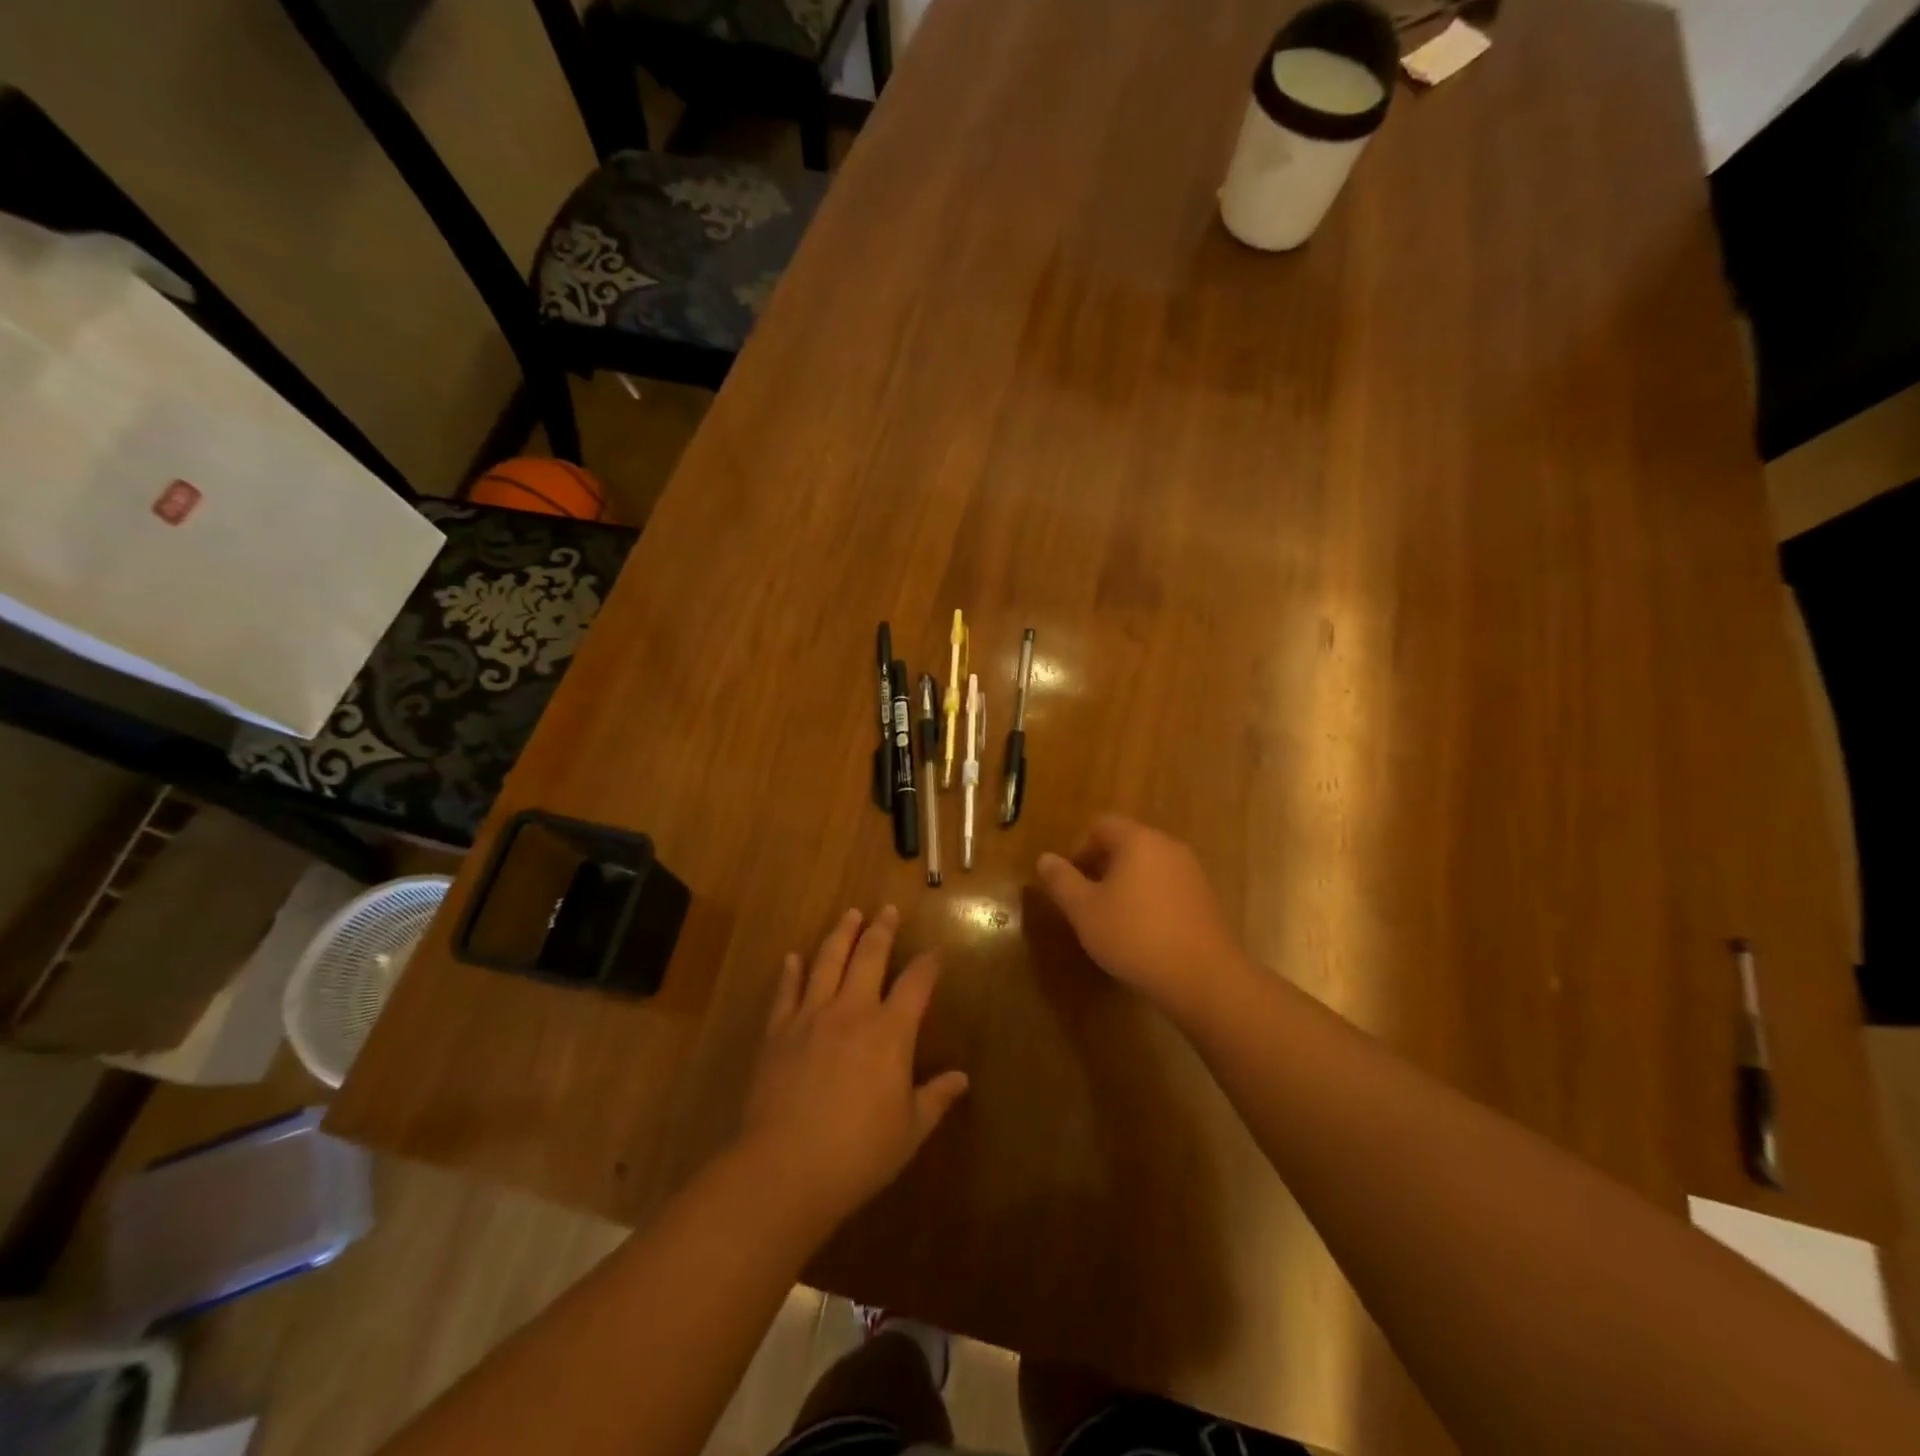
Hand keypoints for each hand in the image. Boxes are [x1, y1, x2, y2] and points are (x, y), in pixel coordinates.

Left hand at [740, 906, 968, 1229]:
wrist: (786, 1167)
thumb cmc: (858, 1153)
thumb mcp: (910, 1131)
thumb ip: (935, 1098)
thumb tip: (962, 1079)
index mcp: (890, 1031)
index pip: (916, 984)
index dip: (928, 964)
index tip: (935, 952)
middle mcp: (853, 1011)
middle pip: (870, 957)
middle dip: (882, 930)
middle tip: (887, 910)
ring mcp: (812, 1016)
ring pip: (828, 961)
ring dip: (841, 934)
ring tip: (849, 914)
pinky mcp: (778, 1031)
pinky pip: (786, 991)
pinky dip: (790, 971)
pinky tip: (793, 957)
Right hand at [1036, 815, 1245, 1015]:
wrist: (1203, 978)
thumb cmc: (1135, 936)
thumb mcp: (1084, 911)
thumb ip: (1062, 881)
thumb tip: (1045, 859)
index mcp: (1138, 840)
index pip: (1101, 825)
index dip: (1079, 848)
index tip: (1071, 881)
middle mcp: (1168, 846)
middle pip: (1126, 843)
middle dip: (1102, 866)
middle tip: (1087, 901)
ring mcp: (1191, 871)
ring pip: (1148, 865)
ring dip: (1126, 883)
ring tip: (1113, 918)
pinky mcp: (1205, 898)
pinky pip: (1167, 885)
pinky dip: (1149, 898)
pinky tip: (1143, 932)